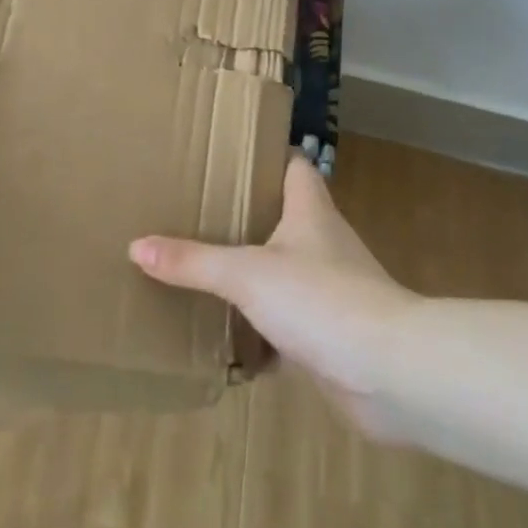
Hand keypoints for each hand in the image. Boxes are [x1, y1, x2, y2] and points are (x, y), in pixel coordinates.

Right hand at [130, 155, 421, 442]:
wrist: (390, 373)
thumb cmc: (321, 299)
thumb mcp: (246, 274)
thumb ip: (193, 261)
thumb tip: (136, 246)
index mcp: (310, 211)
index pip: (294, 165)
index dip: (267, 155)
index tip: (229, 154)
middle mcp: (323, 243)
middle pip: (284, 216)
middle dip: (246, 216)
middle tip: (198, 211)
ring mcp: (331, 289)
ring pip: (284, 270)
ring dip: (253, 273)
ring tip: (204, 270)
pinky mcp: (330, 333)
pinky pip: (287, 322)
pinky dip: (261, 329)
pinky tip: (228, 337)